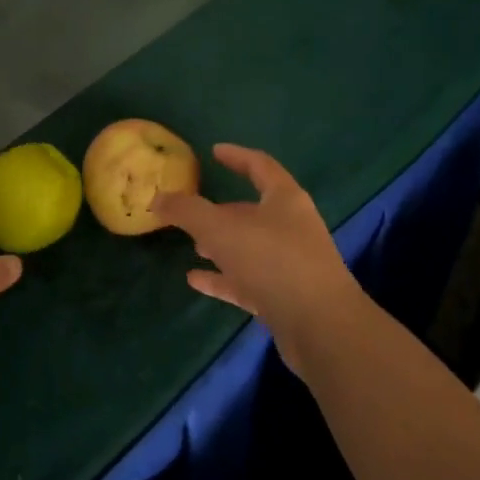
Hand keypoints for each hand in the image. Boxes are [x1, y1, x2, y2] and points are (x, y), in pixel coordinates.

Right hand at [154, 144, 369, 374]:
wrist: (322, 328)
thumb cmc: (273, 262)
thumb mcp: (220, 229)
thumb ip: (186, 210)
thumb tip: (158, 197)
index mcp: (285, 200)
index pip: (260, 166)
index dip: (236, 156)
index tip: (215, 151)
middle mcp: (292, 227)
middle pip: (253, 210)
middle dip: (222, 210)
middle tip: (192, 211)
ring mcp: (291, 264)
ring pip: (250, 247)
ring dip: (222, 245)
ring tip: (193, 246)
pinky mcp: (286, 298)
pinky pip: (248, 281)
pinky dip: (223, 278)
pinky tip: (196, 281)